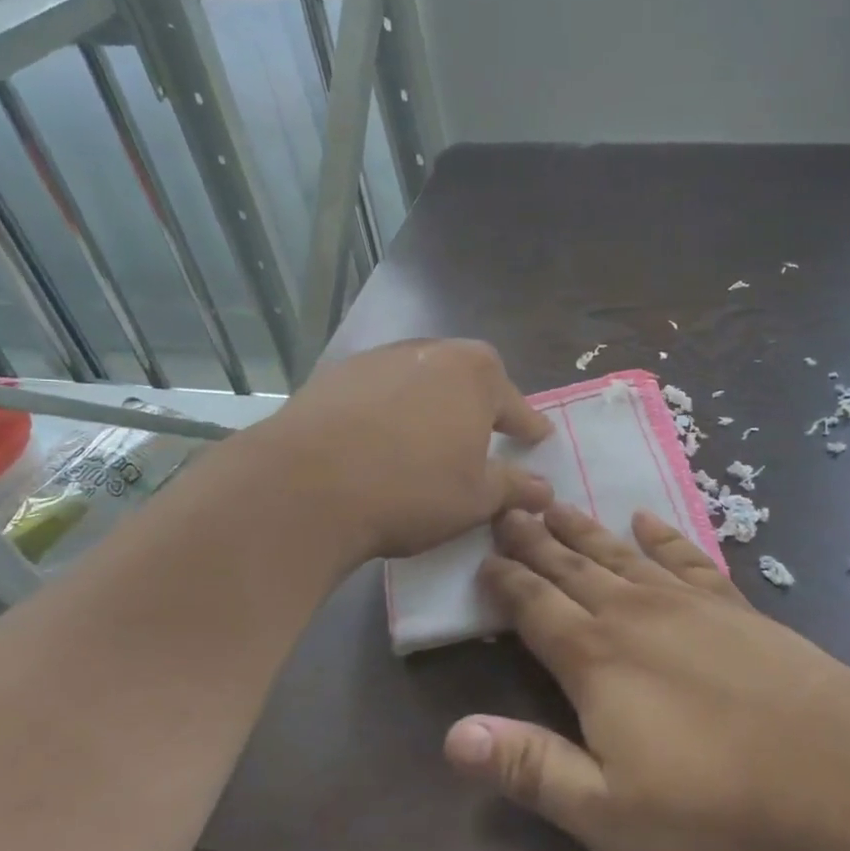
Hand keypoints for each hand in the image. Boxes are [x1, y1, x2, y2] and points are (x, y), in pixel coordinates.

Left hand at [268, 339, 554, 562]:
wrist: (305, 486)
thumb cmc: (411, 489)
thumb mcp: (476, 498)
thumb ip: (515, 488)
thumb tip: (544, 489)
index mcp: (475, 374)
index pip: (515, 403)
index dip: (528, 425)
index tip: (538, 437)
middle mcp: (431, 351)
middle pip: (466, 379)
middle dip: (478, 405)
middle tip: (483, 435)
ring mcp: (379, 359)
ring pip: (420, 380)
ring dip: (430, 404)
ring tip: (427, 439)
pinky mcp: (336, 375)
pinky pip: (378, 391)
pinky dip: (388, 410)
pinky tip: (379, 440)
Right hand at [443, 503, 849, 850]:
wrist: (838, 773)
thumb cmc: (716, 808)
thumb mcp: (608, 813)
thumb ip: (529, 767)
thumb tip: (452, 736)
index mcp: (595, 659)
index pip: (534, 607)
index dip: (506, 581)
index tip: (484, 556)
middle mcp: (634, 614)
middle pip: (573, 568)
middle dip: (537, 540)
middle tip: (510, 509)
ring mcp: (688, 602)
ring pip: (621, 554)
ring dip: (586, 530)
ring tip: (559, 504)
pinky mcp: (734, 605)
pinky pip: (686, 556)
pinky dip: (663, 535)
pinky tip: (648, 519)